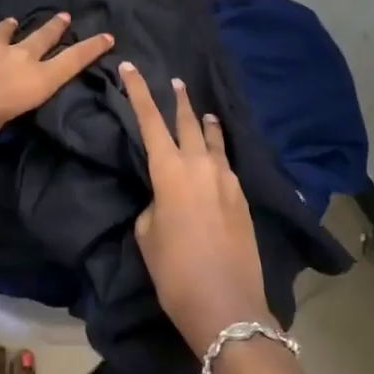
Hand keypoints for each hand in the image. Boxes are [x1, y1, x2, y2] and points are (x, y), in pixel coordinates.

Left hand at [0, 13, 112, 164]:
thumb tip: (9, 87)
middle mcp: (18, 58)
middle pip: (46, 36)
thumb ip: (12, 98)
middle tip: (65, 17)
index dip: (92, 48)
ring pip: (12, 29)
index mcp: (33, 85)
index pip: (72, 61)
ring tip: (15, 25)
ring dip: (17, 29)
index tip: (107, 35)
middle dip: (58, 27)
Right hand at [118, 61, 272, 356]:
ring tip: (203, 112)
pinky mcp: (243, 198)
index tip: (130, 67)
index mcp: (170, 171)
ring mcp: (227, 180)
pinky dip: (219, 152)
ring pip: (214, 140)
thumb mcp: (148, 236)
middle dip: (179, 100)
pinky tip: (218, 157)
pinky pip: (227, 163)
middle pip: (188, 122)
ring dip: (205, 124)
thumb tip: (165, 199)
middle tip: (176, 81)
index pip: (151, 120)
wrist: (228, 307)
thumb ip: (154, 206)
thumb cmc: (176, 273)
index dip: (139, 92)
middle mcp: (201, 166)